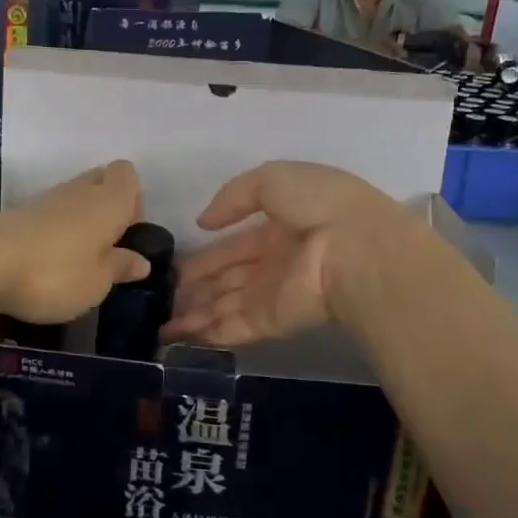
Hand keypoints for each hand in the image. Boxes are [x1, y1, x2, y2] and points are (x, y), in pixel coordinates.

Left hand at [0, 160, 150, 324]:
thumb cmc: (53, 275)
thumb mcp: (96, 283)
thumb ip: (119, 268)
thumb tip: (141, 260)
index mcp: (107, 202)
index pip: (127, 174)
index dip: (134, 199)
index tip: (128, 232)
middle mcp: (79, 192)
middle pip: (101, 179)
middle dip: (108, 204)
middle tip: (106, 245)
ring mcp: (44, 200)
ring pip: (73, 196)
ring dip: (80, 218)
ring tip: (78, 257)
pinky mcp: (17, 214)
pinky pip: (48, 213)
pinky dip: (55, 229)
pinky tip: (49, 259)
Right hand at [163, 161, 405, 346]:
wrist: (354, 246)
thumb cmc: (318, 204)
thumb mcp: (273, 178)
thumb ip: (233, 197)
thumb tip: (204, 223)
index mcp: (281, 229)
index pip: (236, 247)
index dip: (206, 257)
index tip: (177, 268)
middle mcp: (275, 264)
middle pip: (228, 280)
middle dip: (197, 290)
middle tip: (164, 299)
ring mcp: (273, 294)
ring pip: (226, 307)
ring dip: (196, 316)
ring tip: (163, 325)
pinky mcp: (272, 321)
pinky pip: (234, 327)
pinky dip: (208, 334)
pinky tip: (181, 338)